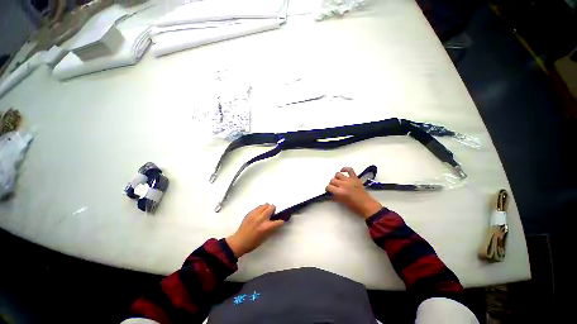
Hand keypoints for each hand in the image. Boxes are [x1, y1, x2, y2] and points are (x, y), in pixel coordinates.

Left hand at [226, 204, 284, 257]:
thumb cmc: (253, 242)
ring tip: (264, 214)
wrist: (239, 241)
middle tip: (271, 215)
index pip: (279, 221)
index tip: (279, 222)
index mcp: (267, 226)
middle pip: (272, 207)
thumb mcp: (266, 236)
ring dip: (267, 208)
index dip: (281, 222)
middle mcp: (262, 218)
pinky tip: (258, 215)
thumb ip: (272, 227)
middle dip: (273, 210)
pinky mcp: (250, 212)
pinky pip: (259, 207)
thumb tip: (276, 221)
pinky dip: (261, 209)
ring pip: (265, 204)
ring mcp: (255, 214)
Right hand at [326, 167, 382, 218]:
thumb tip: (330, 191)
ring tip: (339, 181)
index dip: (328, 189)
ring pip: (338, 174)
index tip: (329, 190)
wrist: (366, 204)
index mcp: (339, 192)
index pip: (328, 187)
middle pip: (332, 180)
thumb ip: (334, 195)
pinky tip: (342, 171)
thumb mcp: (341, 202)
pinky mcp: (355, 177)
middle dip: (332, 184)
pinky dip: (345, 169)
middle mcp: (343, 184)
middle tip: (335, 187)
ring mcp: (349, 180)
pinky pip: (349, 169)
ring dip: (337, 178)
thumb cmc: (353, 206)